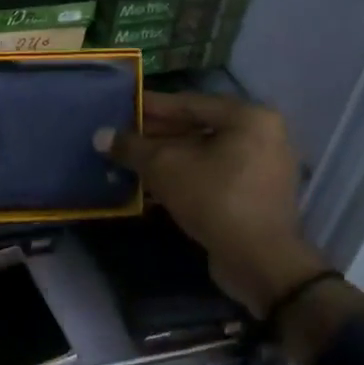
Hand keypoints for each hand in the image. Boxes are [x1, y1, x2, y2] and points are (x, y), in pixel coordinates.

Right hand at [99, 92, 328, 315]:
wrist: (259, 261)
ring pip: (204, 154)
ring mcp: (262, 167)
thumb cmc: (214, 198)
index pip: (189, 103)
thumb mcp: (164, 167)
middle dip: (157, 135)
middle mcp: (262, 135)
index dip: (151, 106)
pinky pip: (213, 175)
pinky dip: (184, 176)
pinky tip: (151, 183)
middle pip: (198, 128)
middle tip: (123, 137)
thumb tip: (100, 136)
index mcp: (248, 117)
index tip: (122, 107)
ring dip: (167, 158)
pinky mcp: (255, 196)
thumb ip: (131, 147)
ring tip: (131, 160)